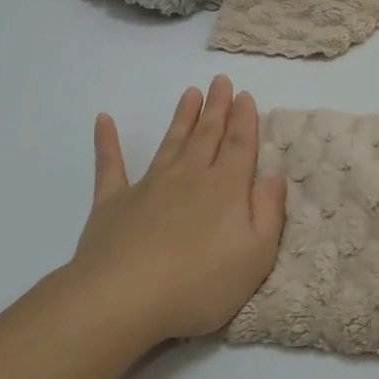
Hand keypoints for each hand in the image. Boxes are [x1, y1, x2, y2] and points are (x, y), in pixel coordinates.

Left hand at [68, 76, 286, 346]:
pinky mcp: (113, 203)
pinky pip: (110, 166)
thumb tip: (274, 174)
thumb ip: (269, 212)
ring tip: (190, 93)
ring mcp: (148, 186)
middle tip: (220, 81)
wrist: (124, 297)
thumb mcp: (256, 256)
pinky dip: (107, 142)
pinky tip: (104, 121)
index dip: (245, 120)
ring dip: (181, 118)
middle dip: (217, 109)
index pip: (240, 146)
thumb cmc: (200, 284)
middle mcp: (188, 177)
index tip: (245, 95)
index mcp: (225, 189)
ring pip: (170, 143)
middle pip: (207, 136)